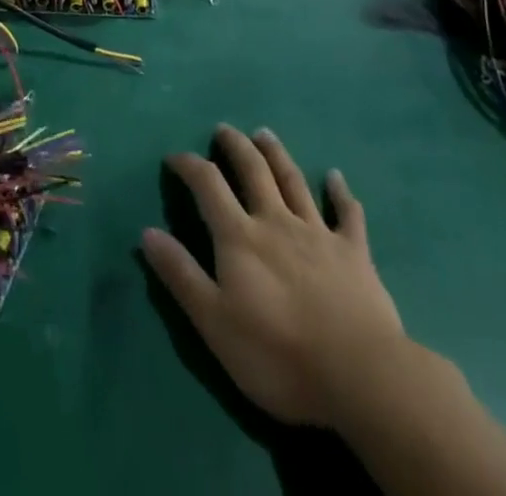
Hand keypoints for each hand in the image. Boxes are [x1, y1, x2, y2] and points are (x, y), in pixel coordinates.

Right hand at [142, 126, 403, 430]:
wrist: (359, 375)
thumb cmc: (278, 355)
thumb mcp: (215, 323)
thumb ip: (181, 275)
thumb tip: (146, 231)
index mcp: (240, 236)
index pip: (208, 185)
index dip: (189, 165)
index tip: (174, 157)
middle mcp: (276, 221)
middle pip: (253, 170)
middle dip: (235, 146)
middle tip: (224, 129)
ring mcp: (318, 233)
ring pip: (294, 181)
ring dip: (277, 154)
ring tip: (264, 133)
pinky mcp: (354, 253)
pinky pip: (347, 214)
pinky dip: (341, 193)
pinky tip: (336, 177)